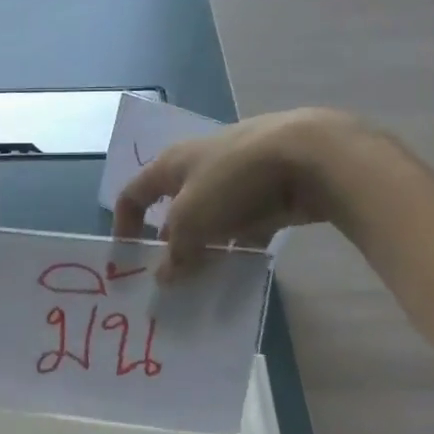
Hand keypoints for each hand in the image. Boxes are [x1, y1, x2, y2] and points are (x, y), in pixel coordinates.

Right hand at [113, 108, 362, 278]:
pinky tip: (244, 266)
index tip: (127, 258)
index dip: (124, 224)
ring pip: (212, 217)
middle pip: (174, 208)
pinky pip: (246, 222)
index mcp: (171, 164)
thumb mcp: (192, 221)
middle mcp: (200, 165)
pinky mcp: (269, 188)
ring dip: (206, 246)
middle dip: (170, 242)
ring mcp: (237, 175)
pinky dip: (241, 243)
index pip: (133, 193)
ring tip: (207, 278)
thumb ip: (175, 254)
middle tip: (171, 276)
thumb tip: (164, 278)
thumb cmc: (233, 180)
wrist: (310, 155)